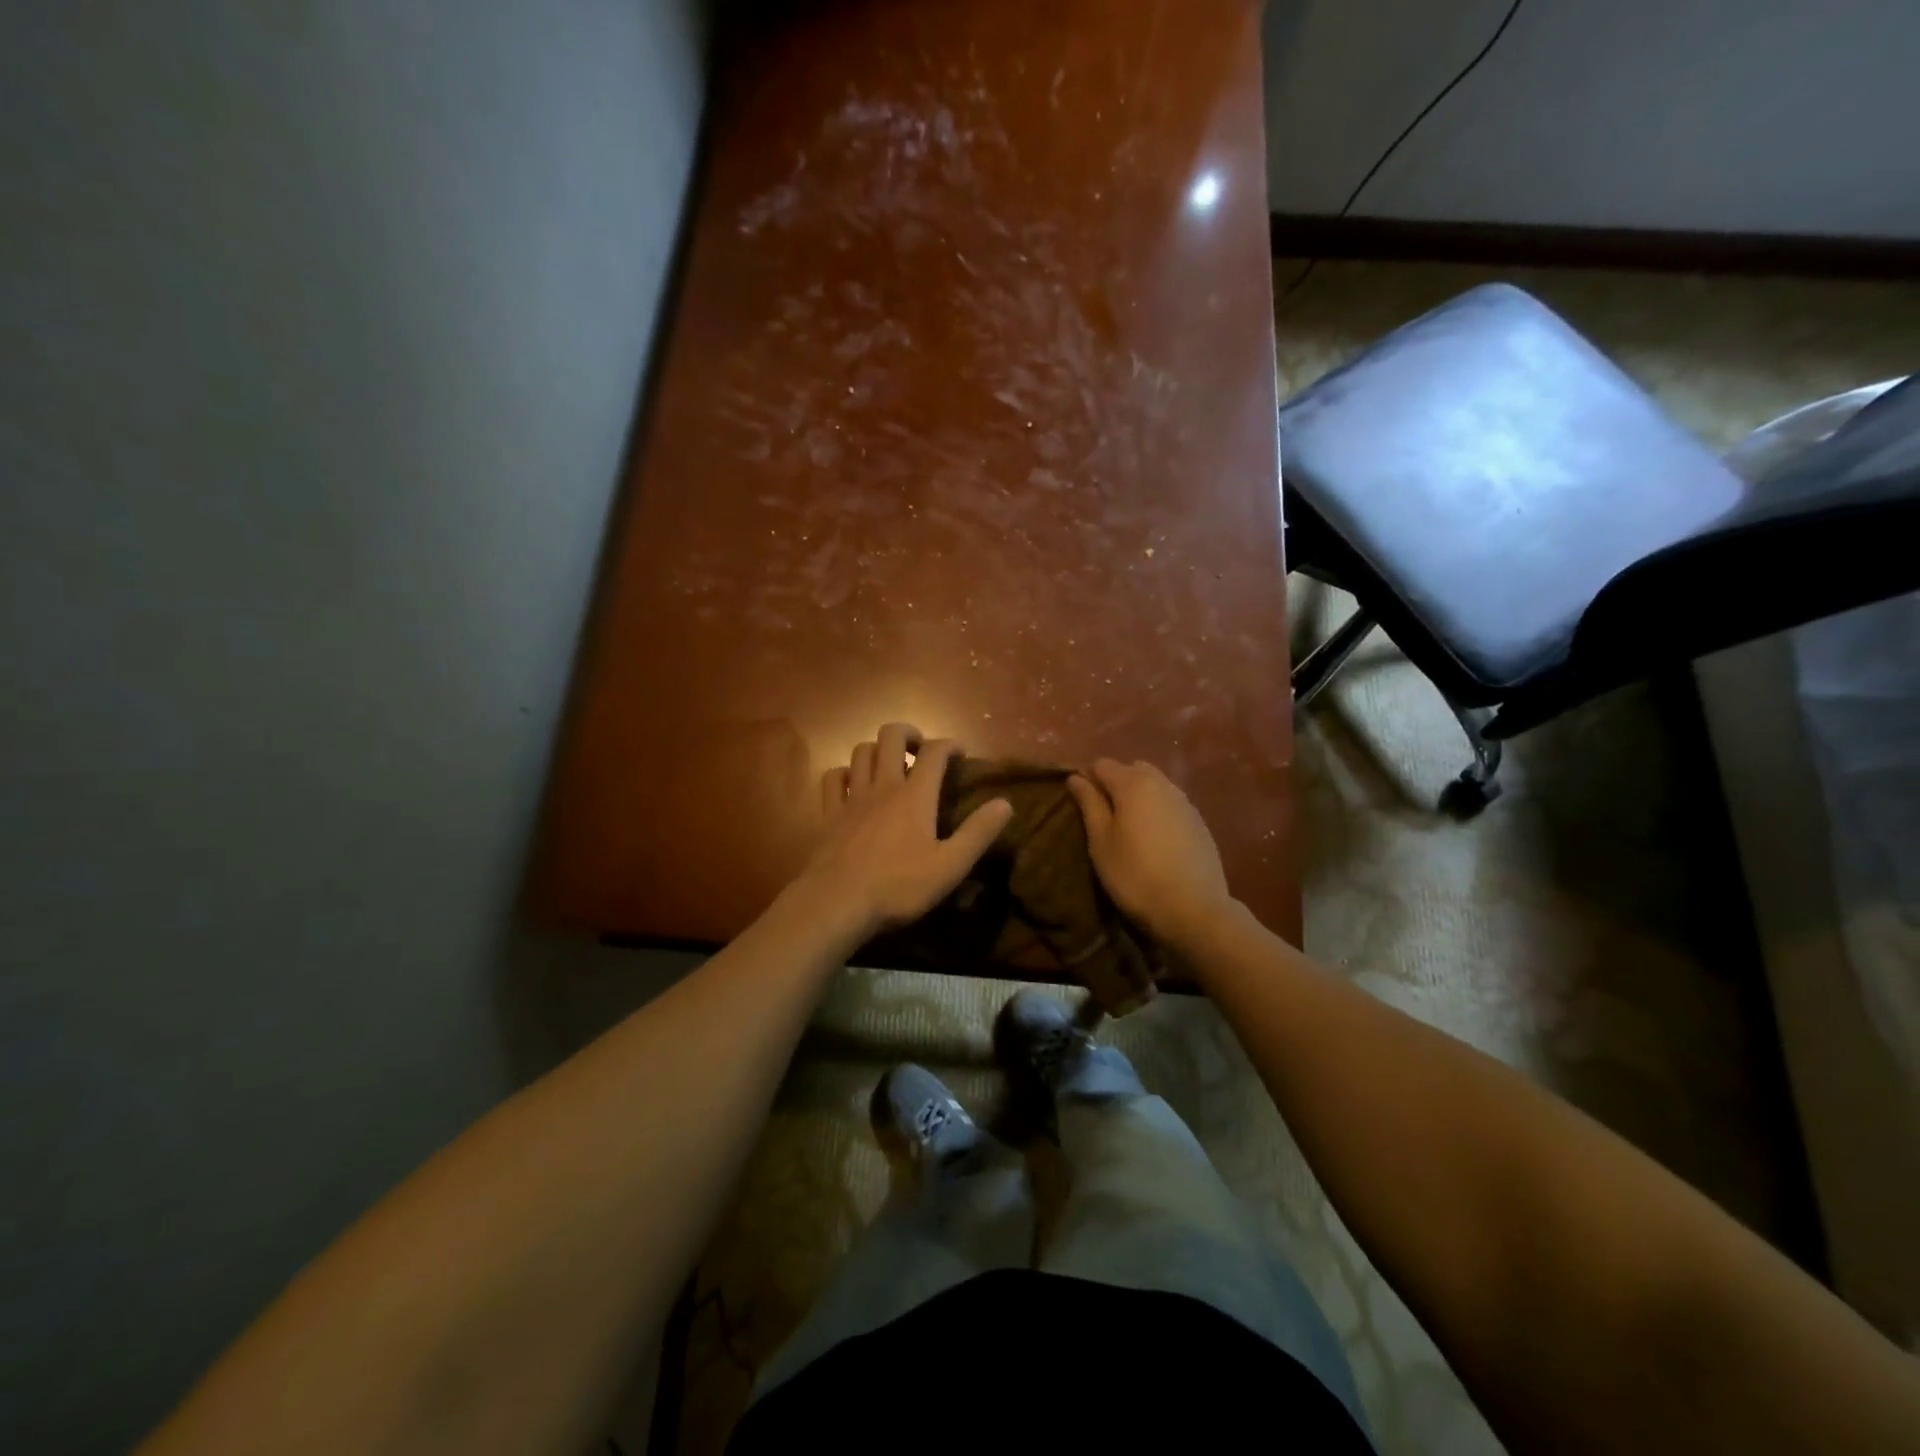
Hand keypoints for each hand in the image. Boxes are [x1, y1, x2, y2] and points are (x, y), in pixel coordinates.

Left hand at [787, 723, 1013, 943]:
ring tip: (889, 765)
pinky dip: (844, 773)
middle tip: (920, 750)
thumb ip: (978, 833)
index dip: (949, 745)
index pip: (934, 751)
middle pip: (891, 736)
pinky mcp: (828, 813)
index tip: (960, 754)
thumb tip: (1005, 803)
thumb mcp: (950, 866)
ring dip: (878, 750)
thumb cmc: (899, 886)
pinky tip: (852, 785)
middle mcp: (883, 786)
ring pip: (861, 751)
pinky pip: (833, 777)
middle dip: (909, 733)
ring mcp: (852, 797)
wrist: (837, 903)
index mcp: (915, 795)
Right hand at [1067, 759, 1233, 948]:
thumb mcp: (1101, 842)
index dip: (1087, 779)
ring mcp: (1185, 801)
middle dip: (1115, 784)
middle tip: (1104, 817)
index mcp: (1133, 783)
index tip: (1081, 805)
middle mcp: (1162, 783)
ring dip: (1138, 796)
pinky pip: (1171, 803)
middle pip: (1131, 769)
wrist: (1193, 908)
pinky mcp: (1199, 821)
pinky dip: (1157, 810)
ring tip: (1129, 827)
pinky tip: (1155, 838)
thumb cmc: (1135, 875)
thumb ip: (1089, 804)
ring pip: (1154, 784)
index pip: (1101, 764)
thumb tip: (1076, 777)